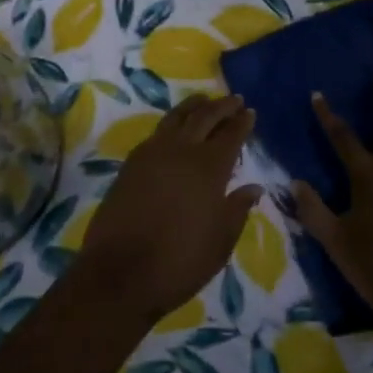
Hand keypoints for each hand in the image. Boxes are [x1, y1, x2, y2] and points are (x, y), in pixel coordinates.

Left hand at [74, 93, 261, 324]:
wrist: (119, 273)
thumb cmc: (179, 261)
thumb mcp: (220, 242)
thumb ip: (237, 209)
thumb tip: (253, 187)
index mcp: (209, 168)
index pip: (230, 135)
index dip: (242, 122)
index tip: (250, 111)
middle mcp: (181, 151)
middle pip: (204, 117)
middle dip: (222, 106)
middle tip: (234, 99)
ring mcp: (152, 154)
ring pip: (176, 117)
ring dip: (193, 106)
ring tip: (203, 100)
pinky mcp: (131, 164)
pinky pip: (157, 132)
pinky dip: (171, 122)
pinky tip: (174, 128)